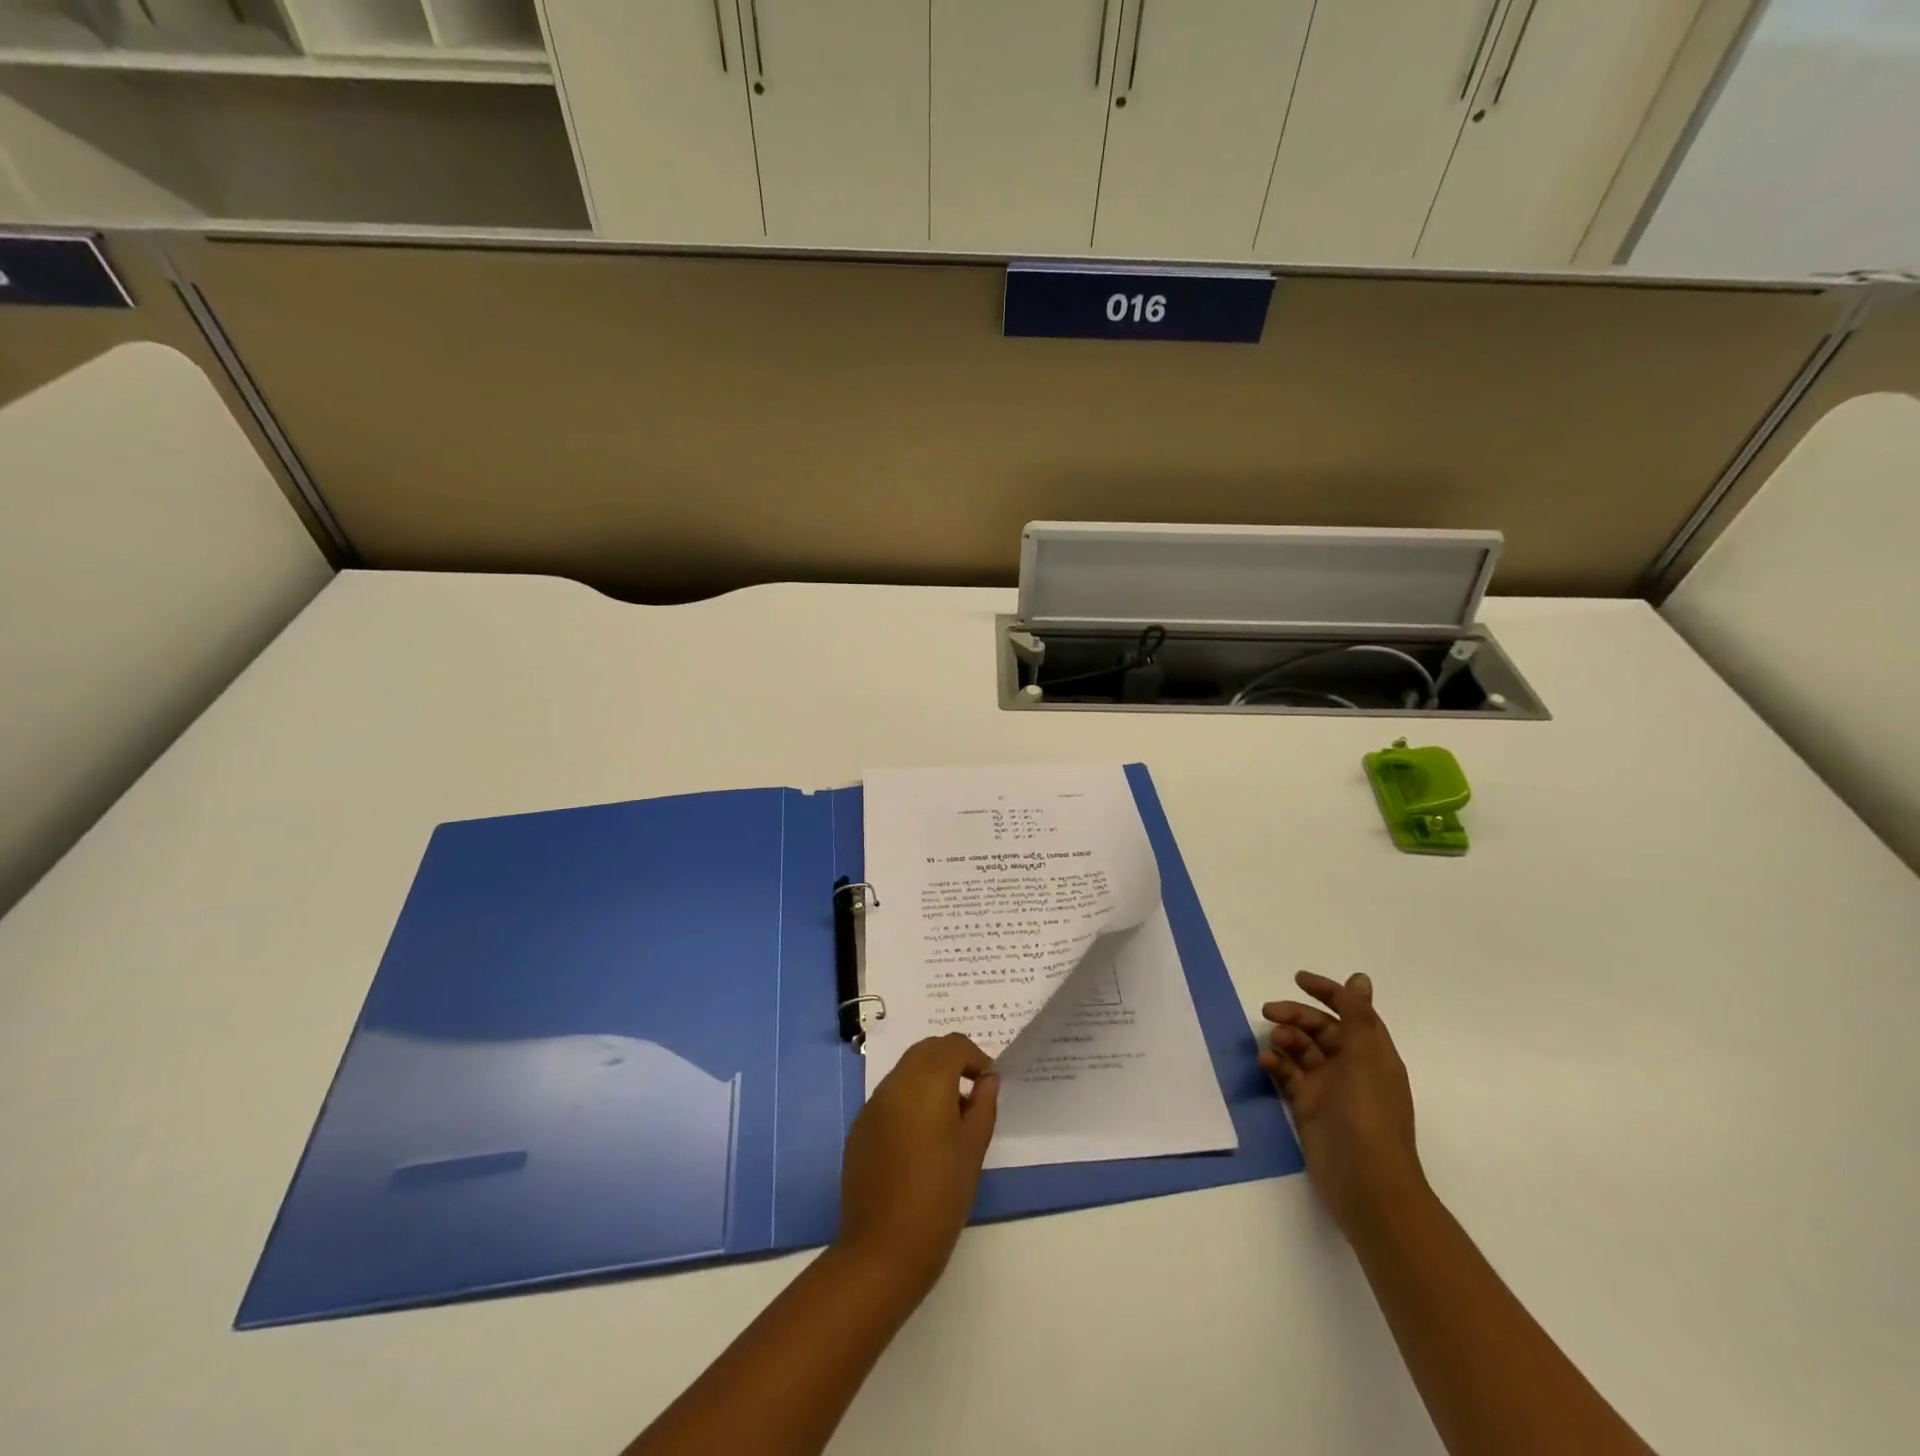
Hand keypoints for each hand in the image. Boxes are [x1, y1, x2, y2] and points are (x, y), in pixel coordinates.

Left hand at [835, 1033, 999, 1295]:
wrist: (883, 1249)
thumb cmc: (940, 1196)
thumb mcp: (973, 1149)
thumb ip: (983, 1106)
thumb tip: (987, 1080)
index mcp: (926, 1082)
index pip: (952, 1045)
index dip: (974, 1057)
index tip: (988, 1084)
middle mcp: (895, 1083)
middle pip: (926, 1051)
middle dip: (951, 1062)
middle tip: (971, 1095)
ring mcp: (872, 1105)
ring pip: (905, 1072)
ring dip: (929, 1080)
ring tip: (949, 1120)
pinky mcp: (860, 1128)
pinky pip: (889, 1097)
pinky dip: (909, 1101)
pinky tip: (921, 1140)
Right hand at [1261, 971, 1424, 1238]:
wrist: (1366, 1185)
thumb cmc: (1370, 1117)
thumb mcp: (1366, 1060)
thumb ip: (1358, 1017)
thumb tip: (1359, 978)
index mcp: (1372, 1054)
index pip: (1350, 1012)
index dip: (1327, 992)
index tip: (1297, 979)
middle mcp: (1351, 1067)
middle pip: (1320, 1028)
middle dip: (1296, 1016)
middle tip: (1269, 1012)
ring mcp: (1328, 1088)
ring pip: (1301, 1050)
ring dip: (1285, 1040)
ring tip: (1274, 1045)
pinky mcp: (1307, 1106)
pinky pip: (1287, 1075)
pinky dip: (1276, 1064)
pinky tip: (1265, 1063)